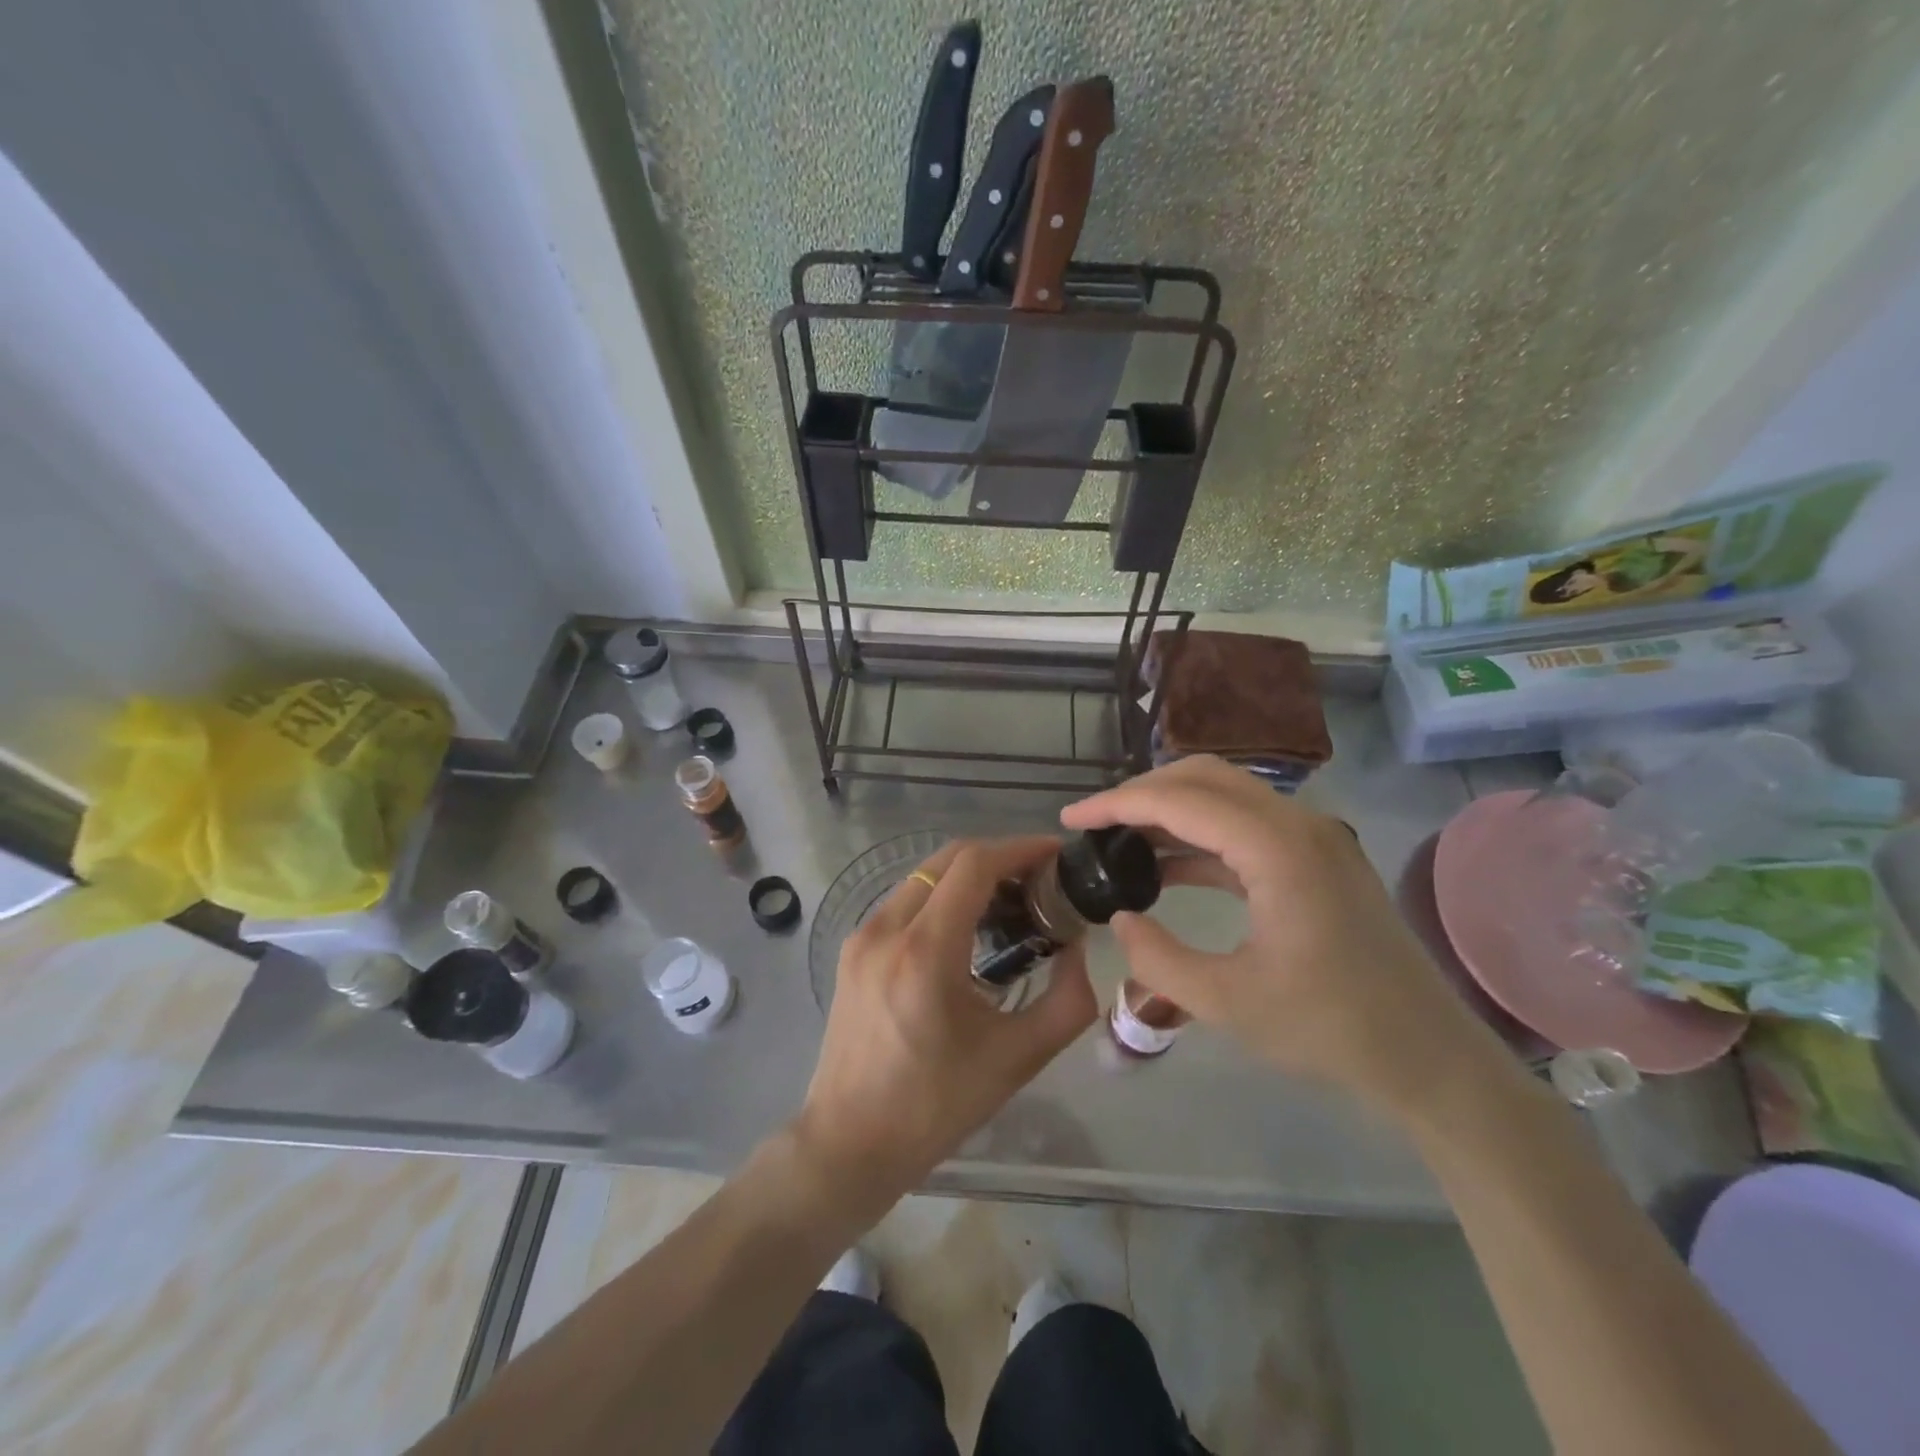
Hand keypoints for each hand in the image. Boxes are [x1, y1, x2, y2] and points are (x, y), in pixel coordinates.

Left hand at [790, 837, 1096, 1214]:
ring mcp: (862, 936)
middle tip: (1040, 880)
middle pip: (947, 860)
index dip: (1019, 849)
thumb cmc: (936, 1106)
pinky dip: (942, 897)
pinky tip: (968, 929)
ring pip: (924, 877)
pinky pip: (905, 902)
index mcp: (925, 952)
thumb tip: (1075, 948)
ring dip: (969, 876)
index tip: (1056, 855)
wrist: (849, 1142)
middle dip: (998, 857)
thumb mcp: (1018, 1059)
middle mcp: (887, 929)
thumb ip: (1066, 1001)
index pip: (974, 865)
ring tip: (1011, 903)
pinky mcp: (852, 950)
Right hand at [1063, 757, 1494, 1115]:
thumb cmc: (1331, 1030)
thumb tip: (1121, 918)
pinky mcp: (1318, 858)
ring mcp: (1314, 838)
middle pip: (1204, 778)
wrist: (1429, 1058)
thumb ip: (1157, 958)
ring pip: (1226, 797)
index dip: (1118, 804)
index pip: (1181, 800)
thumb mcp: (1227, 1003)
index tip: (1071, 821)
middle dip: (1141, 793)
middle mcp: (1299, 824)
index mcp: (1278, 849)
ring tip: (1119, 841)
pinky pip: (1245, 827)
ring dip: (1170, 811)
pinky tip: (1166, 868)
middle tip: (1094, 824)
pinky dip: (1199, 837)